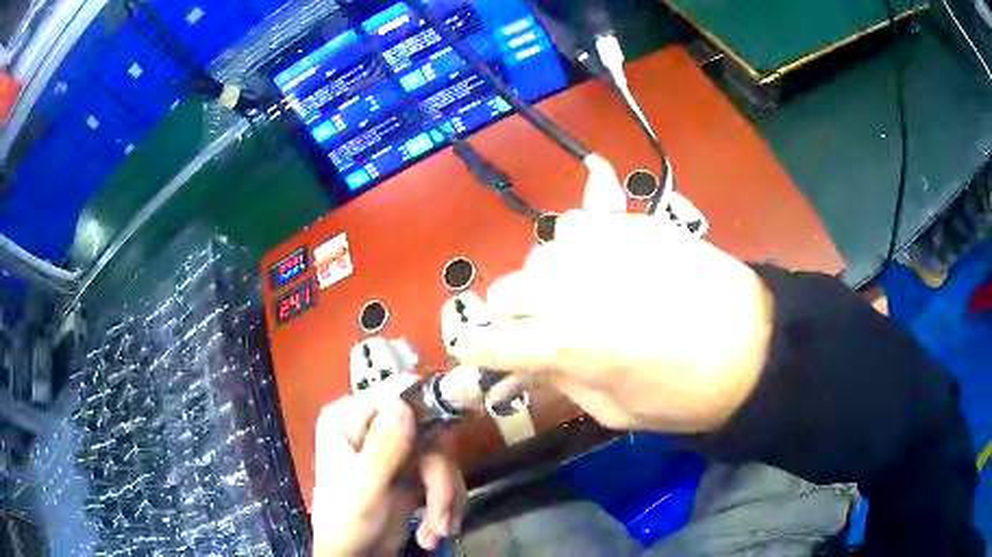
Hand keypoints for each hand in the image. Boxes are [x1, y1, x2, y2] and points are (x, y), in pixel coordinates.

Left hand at [311, 377, 465, 555]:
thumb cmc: (348, 522)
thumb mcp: (365, 486)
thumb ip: (384, 446)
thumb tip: (404, 402)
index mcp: (349, 419)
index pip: (393, 393)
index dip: (430, 400)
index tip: (468, 410)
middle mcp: (374, 427)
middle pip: (429, 429)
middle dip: (440, 477)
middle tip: (441, 512)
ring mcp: (396, 450)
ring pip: (442, 457)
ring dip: (444, 498)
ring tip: (437, 531)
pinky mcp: (413, 472)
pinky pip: (445, 476)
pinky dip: (446, 504)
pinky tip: (436, 530)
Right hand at [452, 210, 773, 433]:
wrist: (756, 344)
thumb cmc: (687, 395)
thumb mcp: (615, 410)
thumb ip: (559, 384)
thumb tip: (519, 372)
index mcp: (566, 344)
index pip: (491, 342)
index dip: (476, 352)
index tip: (475, 357)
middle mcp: (571, 288)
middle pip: (504, 292)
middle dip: (509, 318)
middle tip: (535, 335)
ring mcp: (602, 248)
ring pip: (540, 255)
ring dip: (544, 282)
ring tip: (574, 298)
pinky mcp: (632, 224)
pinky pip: (581, 224)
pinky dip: (579, 246)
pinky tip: (599, 262)